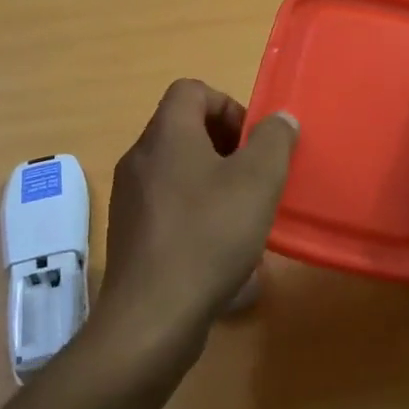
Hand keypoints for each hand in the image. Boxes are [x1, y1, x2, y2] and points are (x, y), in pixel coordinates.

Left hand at [94, 80, 298, 369]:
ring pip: (176, 169)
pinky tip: (218, 247)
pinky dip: (194, 211)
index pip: (192, 90)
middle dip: (225, 145)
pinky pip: (167, 204)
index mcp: (166, 134)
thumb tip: (280, 119)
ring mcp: (129, 198)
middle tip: (254, 176)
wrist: (152, 317)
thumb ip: (274, 141)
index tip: (253, 142)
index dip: (228, 105)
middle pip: (183, 128)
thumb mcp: (258, 181)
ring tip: (241, 213)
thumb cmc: (209, 235)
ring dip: (212, 180)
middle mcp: (140, 158)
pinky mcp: (129, 234)